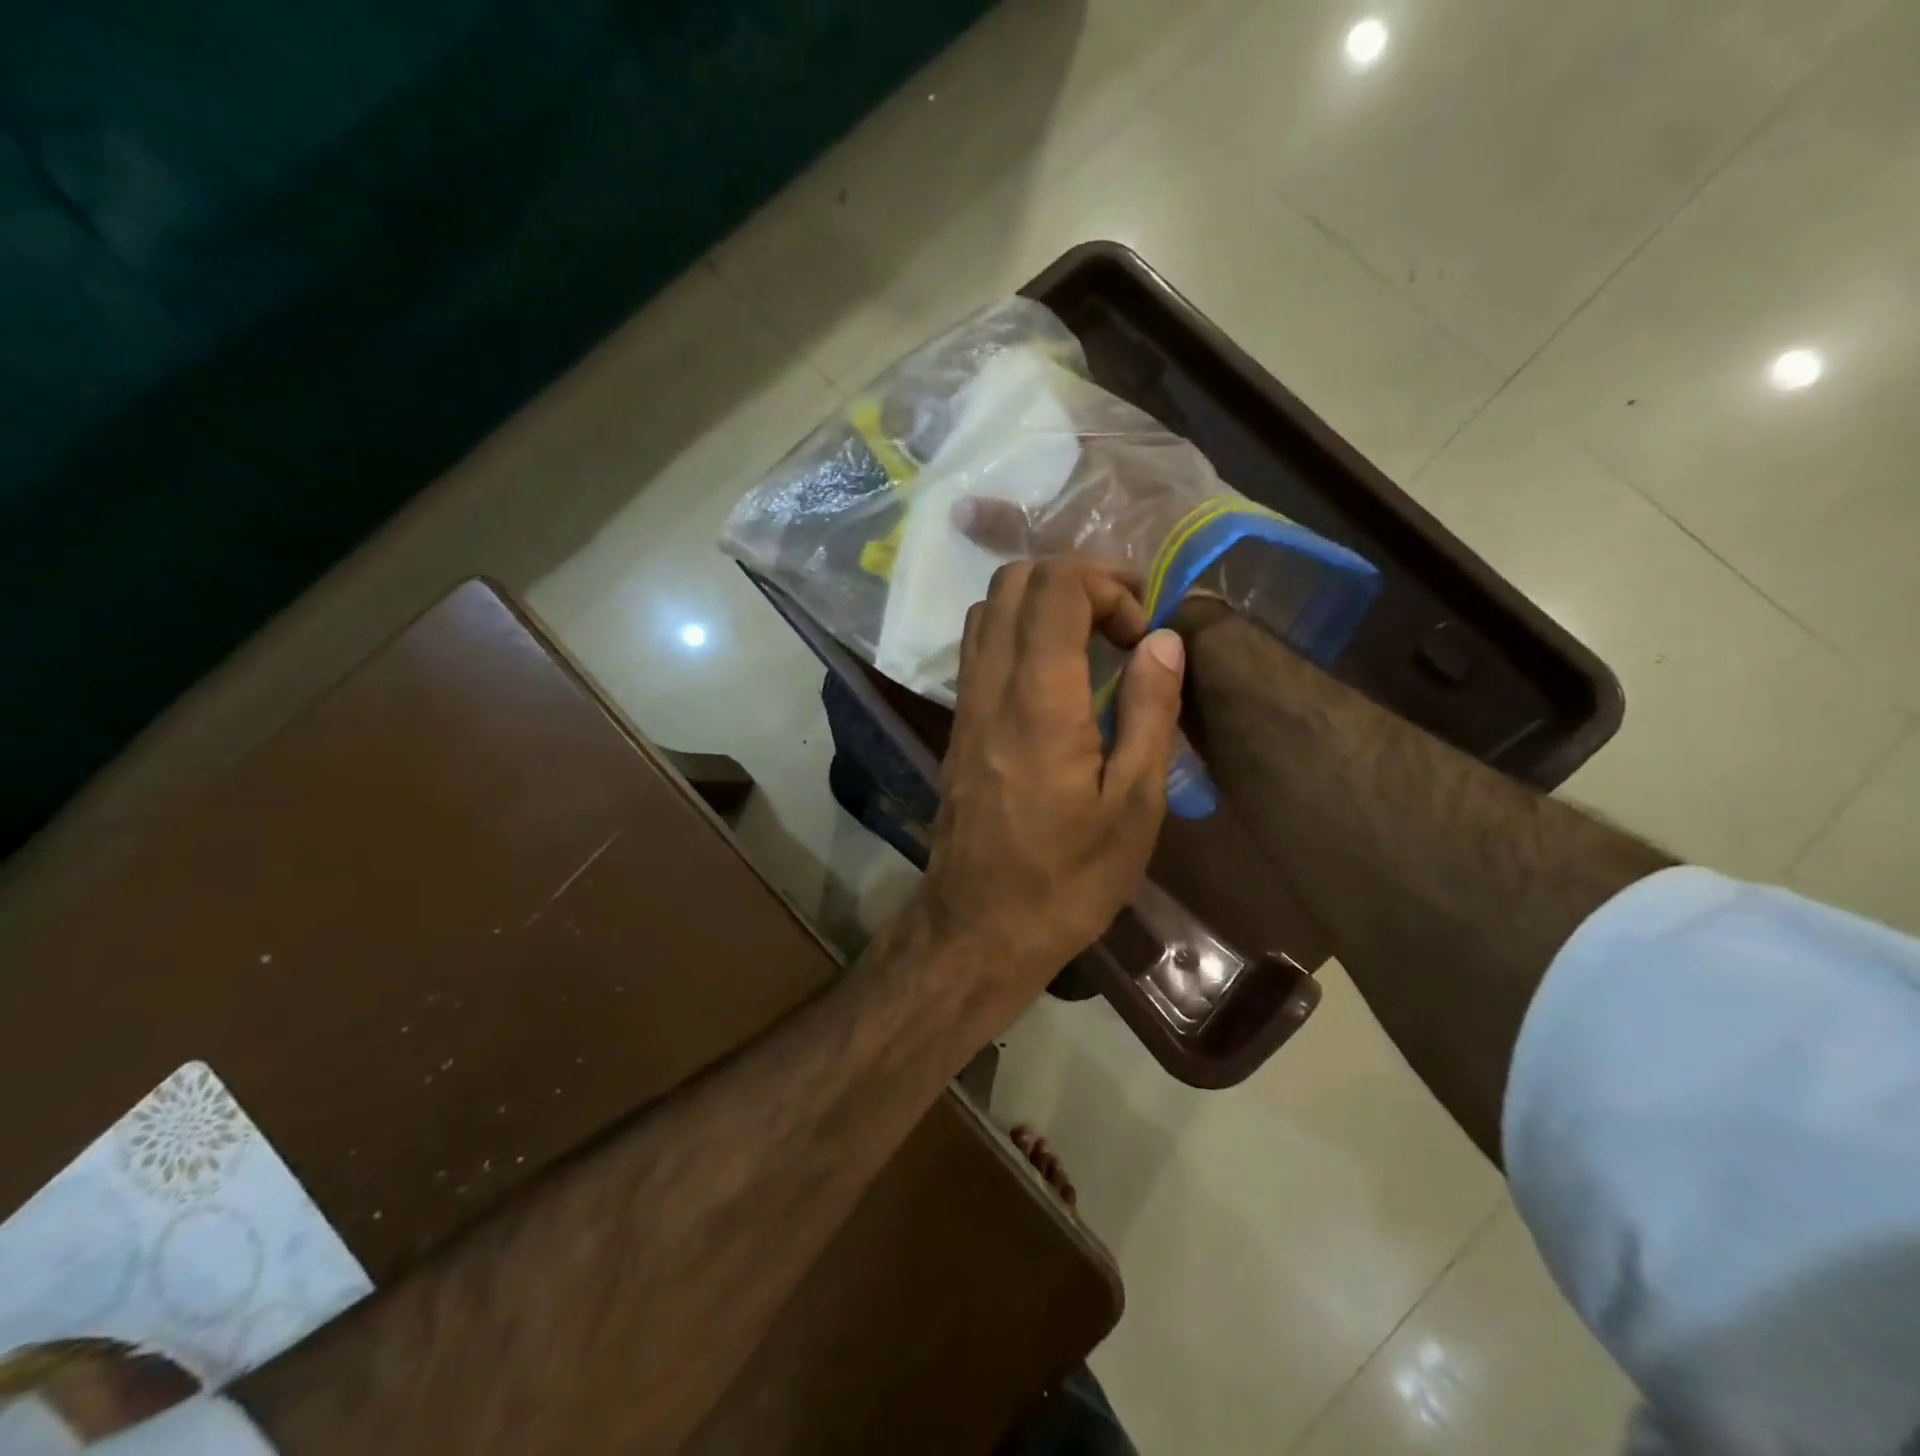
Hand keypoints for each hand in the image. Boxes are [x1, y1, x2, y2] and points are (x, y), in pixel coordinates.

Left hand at [917, 558, 1186, 1030]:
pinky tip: (1056, 675)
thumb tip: (1163, 640)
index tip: (1143, 635)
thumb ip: (1150, 712)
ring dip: (1042, 603)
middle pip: (1014, 580)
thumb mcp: (1134, 806)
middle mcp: (991, 687)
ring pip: (988, 608)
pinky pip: (979, 648)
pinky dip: (1018, 632)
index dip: (1108, 587)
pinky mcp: (957, 725)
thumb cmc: (1068, 879)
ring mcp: (965, 704)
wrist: (978, 928)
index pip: (1056, 588)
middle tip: (1123, 623)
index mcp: (1039, 700)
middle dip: (1076, 580)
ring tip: (1092, 641)